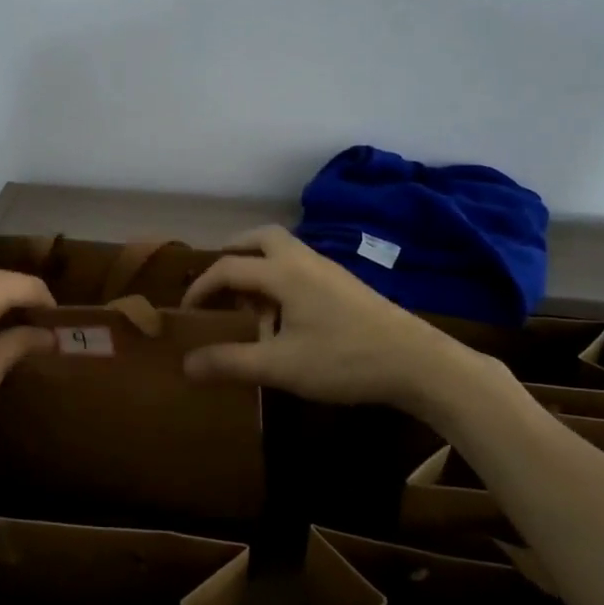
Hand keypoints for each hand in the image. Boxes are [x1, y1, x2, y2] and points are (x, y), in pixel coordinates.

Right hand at [181, 225, 518, 425]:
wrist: (417, 362)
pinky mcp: (346, 284)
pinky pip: (301, 266)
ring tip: (250, 302)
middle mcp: (303, 260)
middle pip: (260, 238)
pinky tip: (286, 315)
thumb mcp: (281, 366)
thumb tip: (185, 364)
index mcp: (283, 272)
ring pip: (284, 250)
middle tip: (217, 281)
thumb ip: (231, 363)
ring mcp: (329, 269)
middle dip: (233, 253)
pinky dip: (281, 277)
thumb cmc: (344, 360)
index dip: (201, 287)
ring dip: (259, 266)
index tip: (185, 311)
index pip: (228, 267)